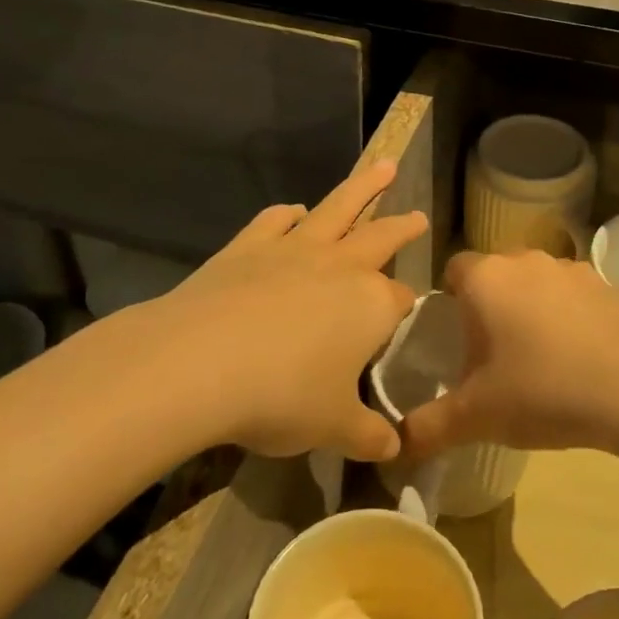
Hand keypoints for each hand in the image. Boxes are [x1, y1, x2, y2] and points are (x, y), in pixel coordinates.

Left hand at [141, 160, 426, 461]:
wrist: (200, 362)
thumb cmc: (281, 397)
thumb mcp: (332, 427)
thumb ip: (368, 436)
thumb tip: (395, 451)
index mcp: (371, 304)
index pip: (401, 301)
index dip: (405, 311)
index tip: (404, 320)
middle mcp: (340, 267)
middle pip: (382, 236)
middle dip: (403, 226)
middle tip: (418, 214)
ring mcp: (293, 250)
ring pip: (337, 208)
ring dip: (363, 188)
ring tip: (383, 168)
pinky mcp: (248, 247)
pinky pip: (275, 221)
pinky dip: (289, 214)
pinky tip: (293, 212)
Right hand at [402, 249, 618, 458]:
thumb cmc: (541, 391)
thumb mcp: (476, 417)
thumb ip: (428, 428)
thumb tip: (395, 447)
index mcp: (486, 278)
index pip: (453, 270)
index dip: (450, 300)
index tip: (457, 337)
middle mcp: (526, 260)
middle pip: (496, 274)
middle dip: (491, 305)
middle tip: (494, 354)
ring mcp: (571, 268)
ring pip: (537, 282)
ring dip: (532, 307)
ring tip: (541, 356)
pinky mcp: (608, 283)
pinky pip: (575, 294)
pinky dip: (570, 315)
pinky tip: (581, 355)